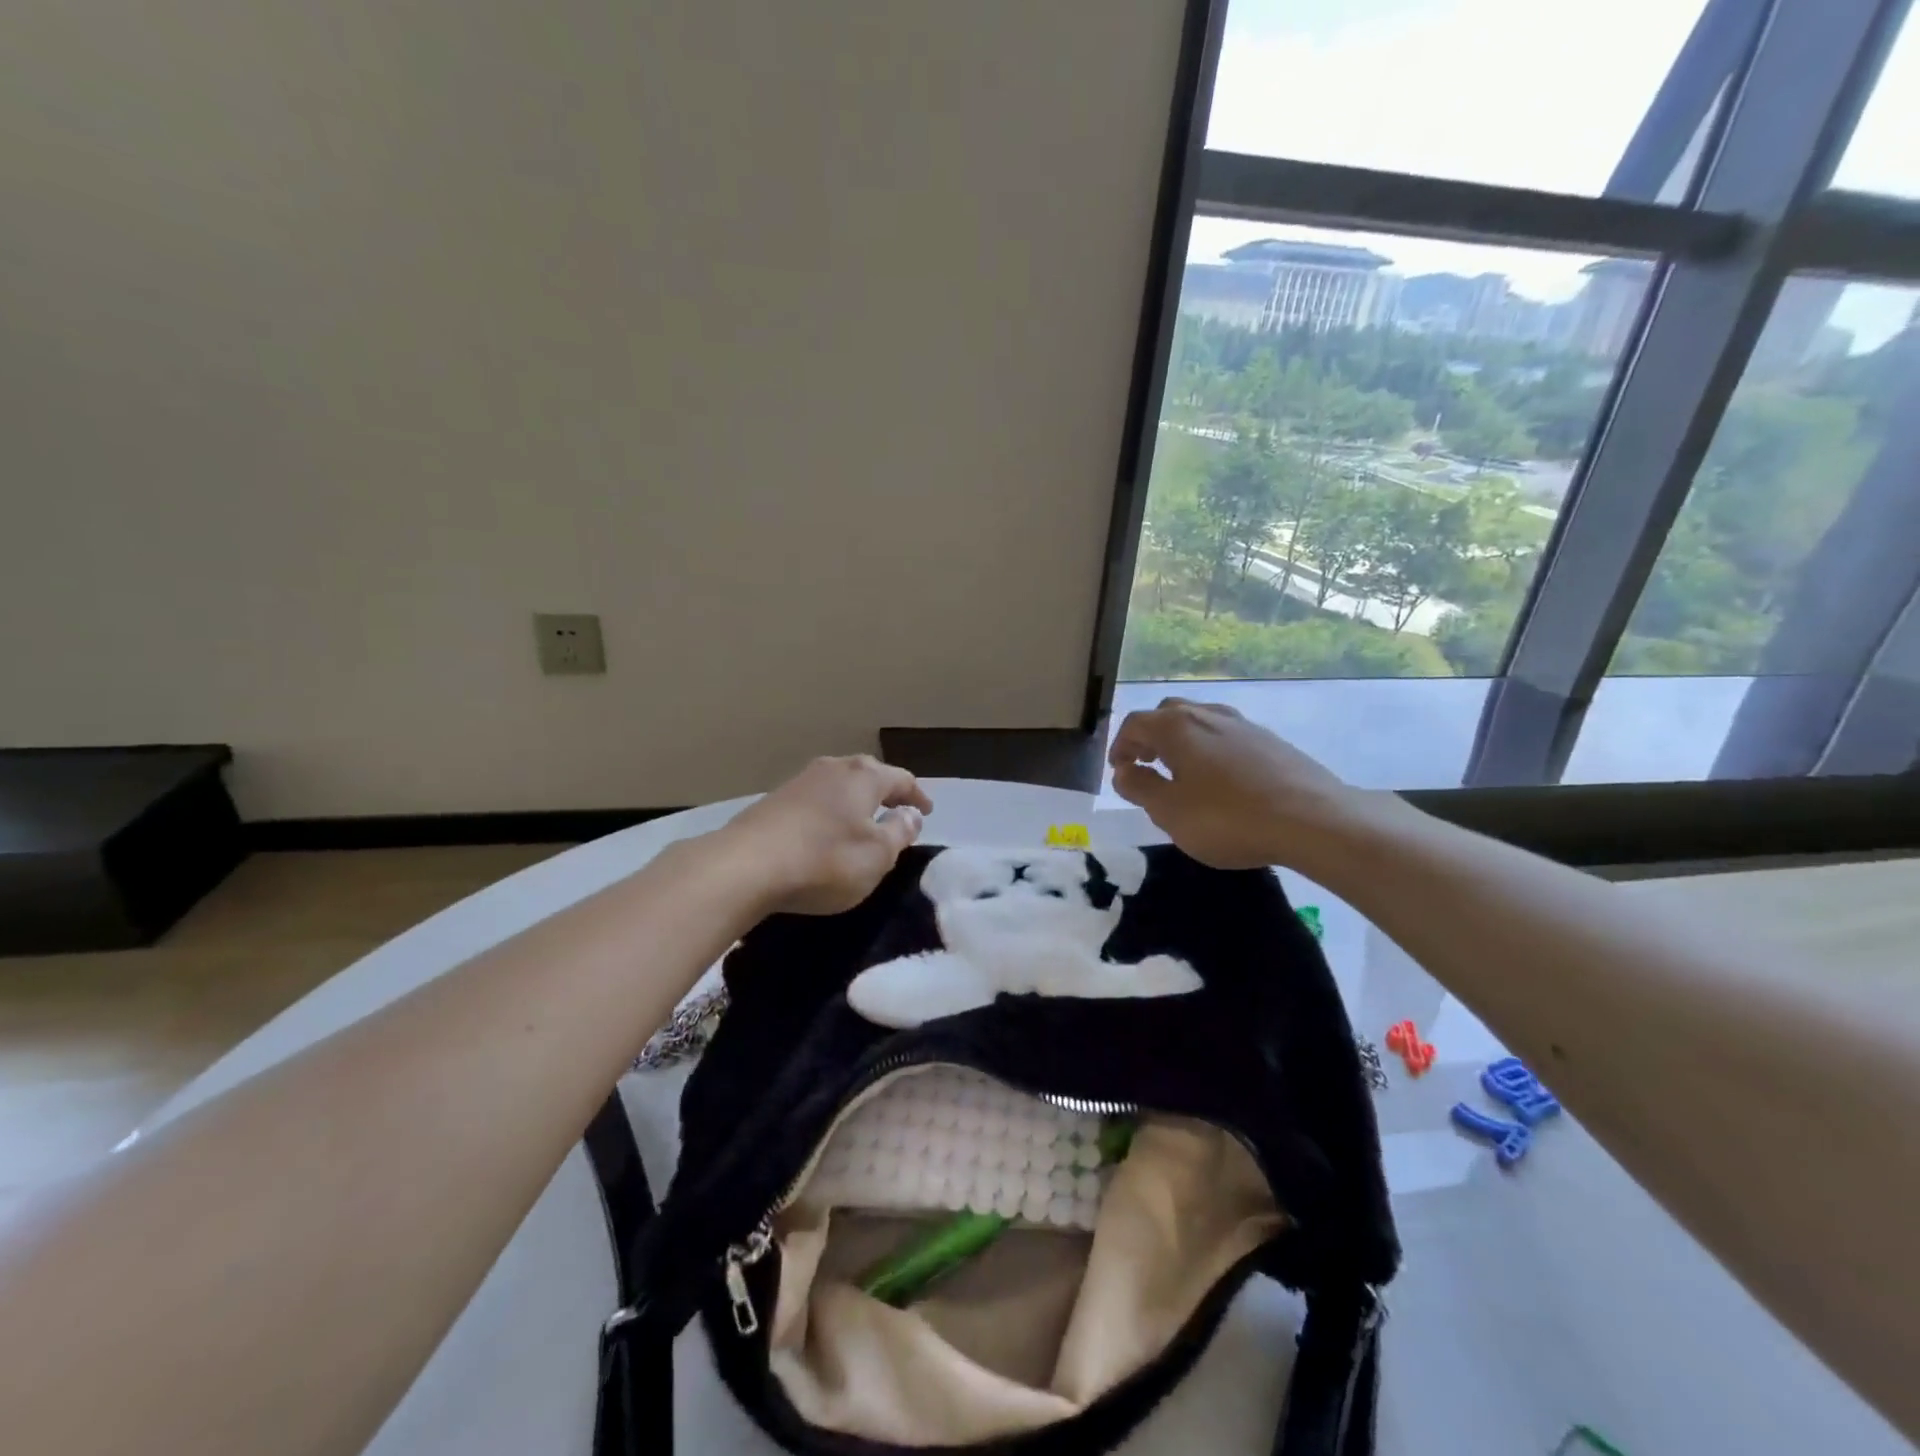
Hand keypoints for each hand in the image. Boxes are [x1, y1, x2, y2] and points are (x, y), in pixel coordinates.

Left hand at [717, 755, 933, 914]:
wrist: (744, 866)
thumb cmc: (824, 861)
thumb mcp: (877, 856)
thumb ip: (899, 832)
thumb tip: (911, 814)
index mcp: (864, 776)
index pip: (901, 779)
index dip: (917, 796)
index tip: (927, 811)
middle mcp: (833, 768)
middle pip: (867, 775)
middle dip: (885, 791)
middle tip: (897, 810)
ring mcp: (799, 781)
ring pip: (838, 785)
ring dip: (854, 800)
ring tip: (862, 820)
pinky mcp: (773, 800)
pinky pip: (815, 800)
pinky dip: (829, 811)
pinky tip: (825, 830)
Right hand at [1107, 698, 1380, 869]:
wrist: (1312, 820)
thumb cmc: (1227, 818)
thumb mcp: (1169, 812)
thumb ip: (1140, 788)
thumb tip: (1124, 771)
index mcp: (1176, 727)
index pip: (1135, 724)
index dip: (1121, 746)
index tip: (1119, 770)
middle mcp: (1208, 714)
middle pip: (1168, 714)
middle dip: (1151, 736)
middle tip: (1147, 764)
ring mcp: (1244, 725)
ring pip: (1201, 722)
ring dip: (1182, 742)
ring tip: (1182, 773)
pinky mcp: (1271, 741)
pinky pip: (1228, 737)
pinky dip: (1211, 750)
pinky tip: (1221, 780)